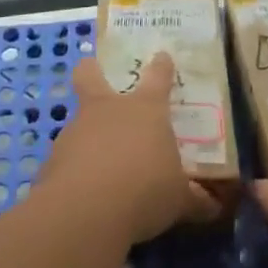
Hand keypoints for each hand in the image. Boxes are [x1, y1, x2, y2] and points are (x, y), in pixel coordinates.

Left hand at [36, 53, 218, 244]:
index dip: (161, 66)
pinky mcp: (52, 159)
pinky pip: (65, 159)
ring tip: (96, 164)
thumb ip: (194, 199)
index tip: (162, 57)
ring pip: (77, 120)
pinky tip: (80, 193)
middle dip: (91, 70)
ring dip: (85, 135)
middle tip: (94, 72)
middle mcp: (108, 110)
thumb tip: (214, 208)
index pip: (157, 77)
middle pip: (90, 75)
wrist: (86, 210)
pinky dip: (72, 170)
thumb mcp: (178, 199)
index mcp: (145, 109)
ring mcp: (76, 130)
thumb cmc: (144, 190)